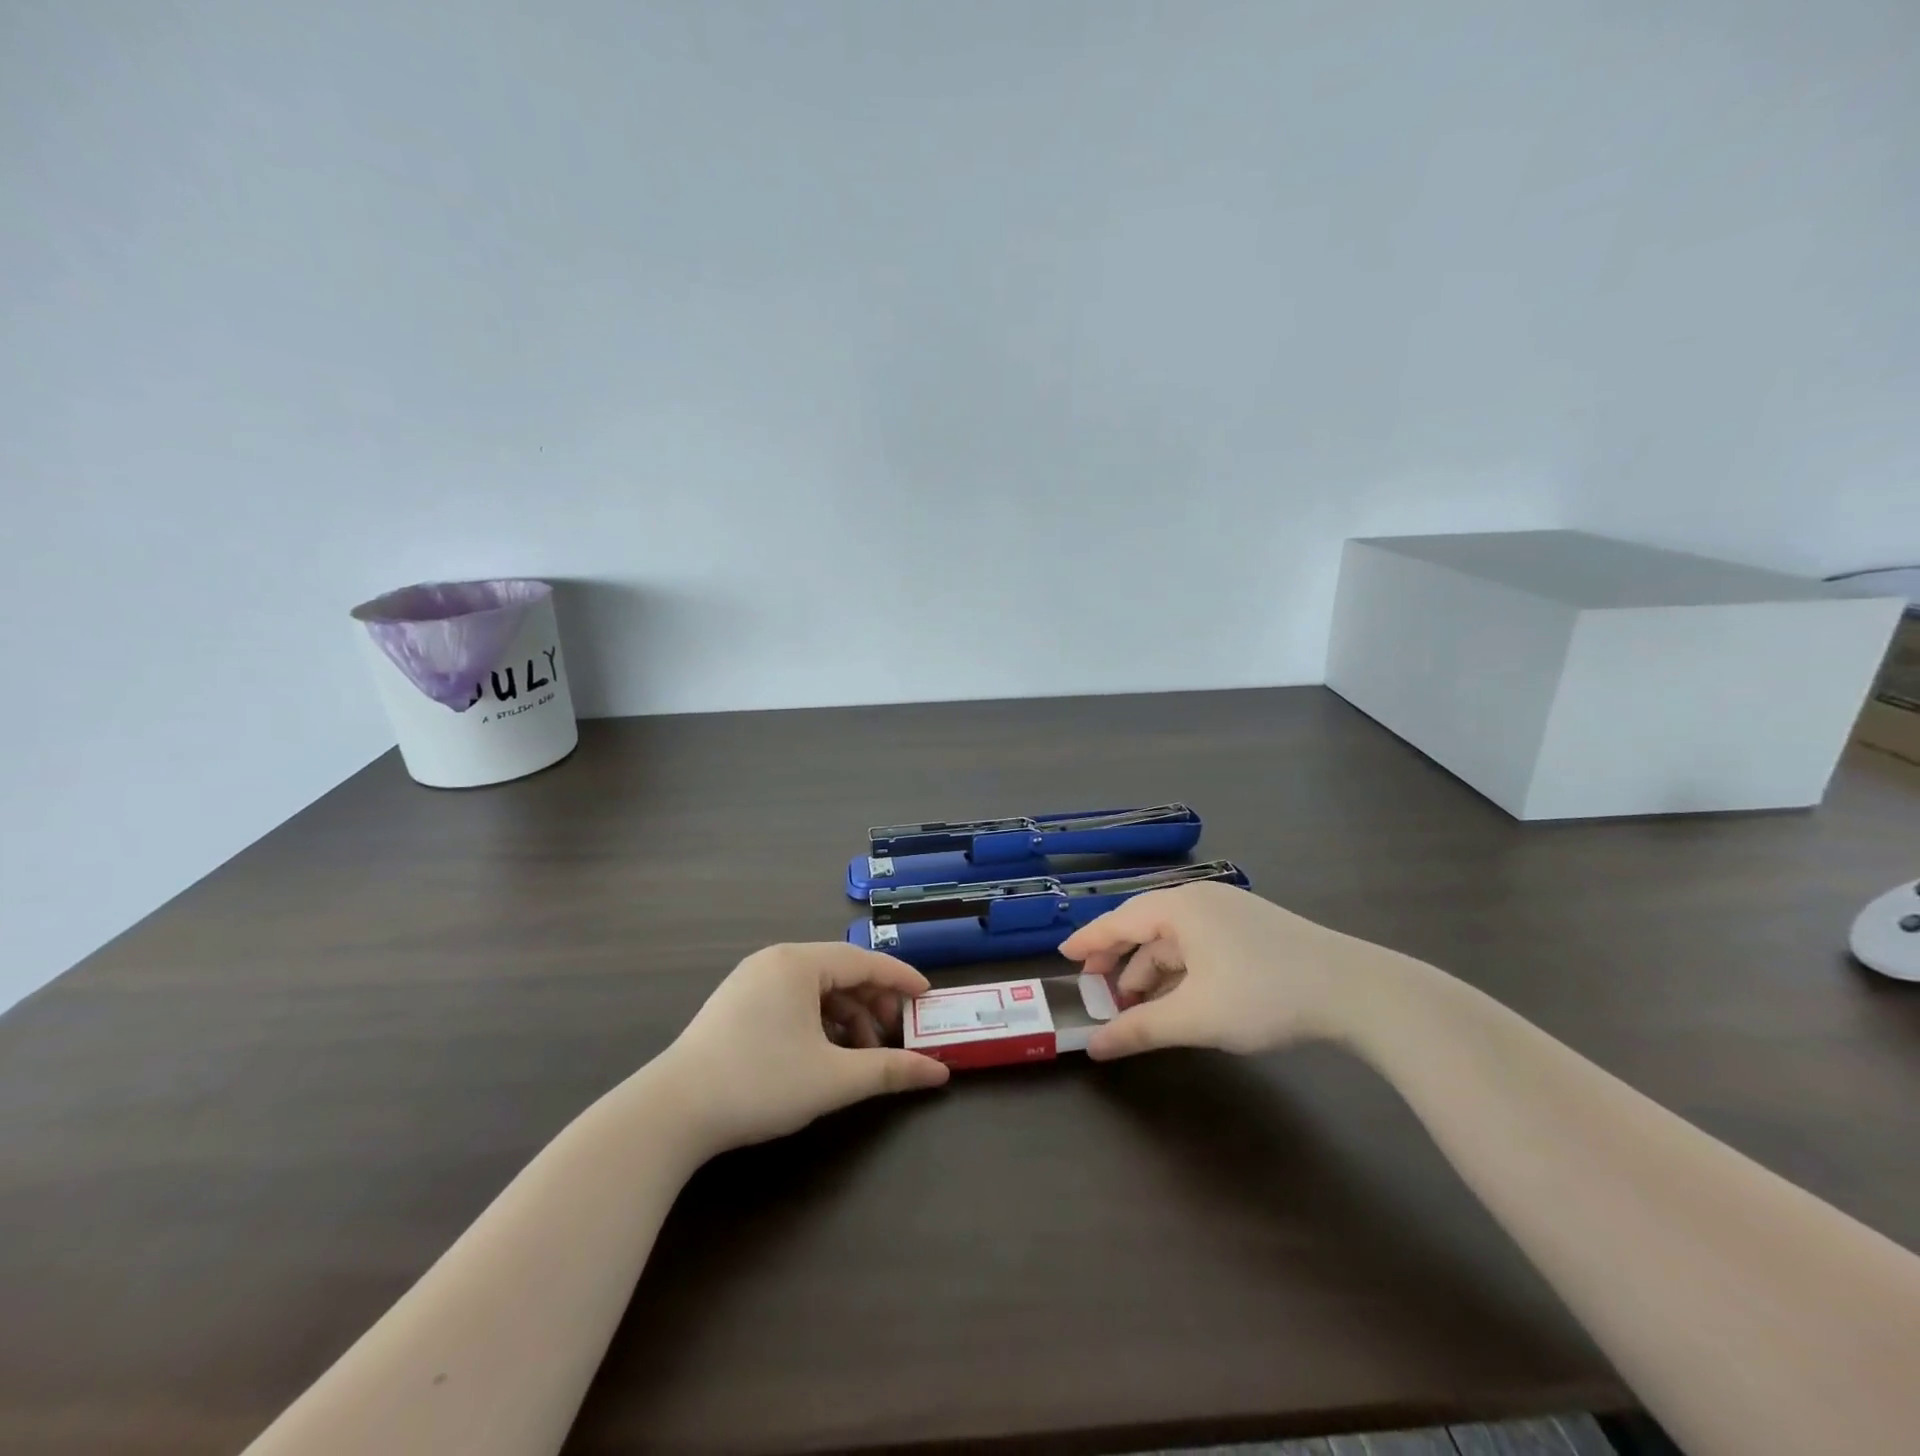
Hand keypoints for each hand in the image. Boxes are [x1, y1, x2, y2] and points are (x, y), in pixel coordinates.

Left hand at [653, 943, 949, 1153]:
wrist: (671, 1114)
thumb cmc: (760, 1083)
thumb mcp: (833, 1078)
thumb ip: (889, 1070)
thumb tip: (939, 1073)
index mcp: (798, 963)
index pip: (864, 960)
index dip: (900, 978)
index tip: (927, 997)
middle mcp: (775, 961)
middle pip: (840, 972)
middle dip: (873, 1003)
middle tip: (895, 1034)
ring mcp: (750, 982)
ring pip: (815, 990)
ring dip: (846, 1017)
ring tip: (862, 1054)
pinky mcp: (735, 1006)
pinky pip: (792, 1002)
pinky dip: (818, 1023)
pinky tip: (826, 1054)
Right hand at [1059, 882, 1396, 1059]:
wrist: (1355, 990)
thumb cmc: (1263, 994)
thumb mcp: (1196, 1017)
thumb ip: (1141, 1029)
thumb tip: (1094, 1047)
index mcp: (1179, 907)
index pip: (1119, 920)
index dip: (1089, 941)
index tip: (1064, 957)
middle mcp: (1200, 900)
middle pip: (1144, 928)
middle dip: (1121, 963)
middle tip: (1098, 992)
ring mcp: (1229, 912)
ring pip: (1175, 940)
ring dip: (1152, 972)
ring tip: (1139, 1007)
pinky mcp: (1252, 929)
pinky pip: (1199, 946)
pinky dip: (1181, 971)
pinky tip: (1179, 999)